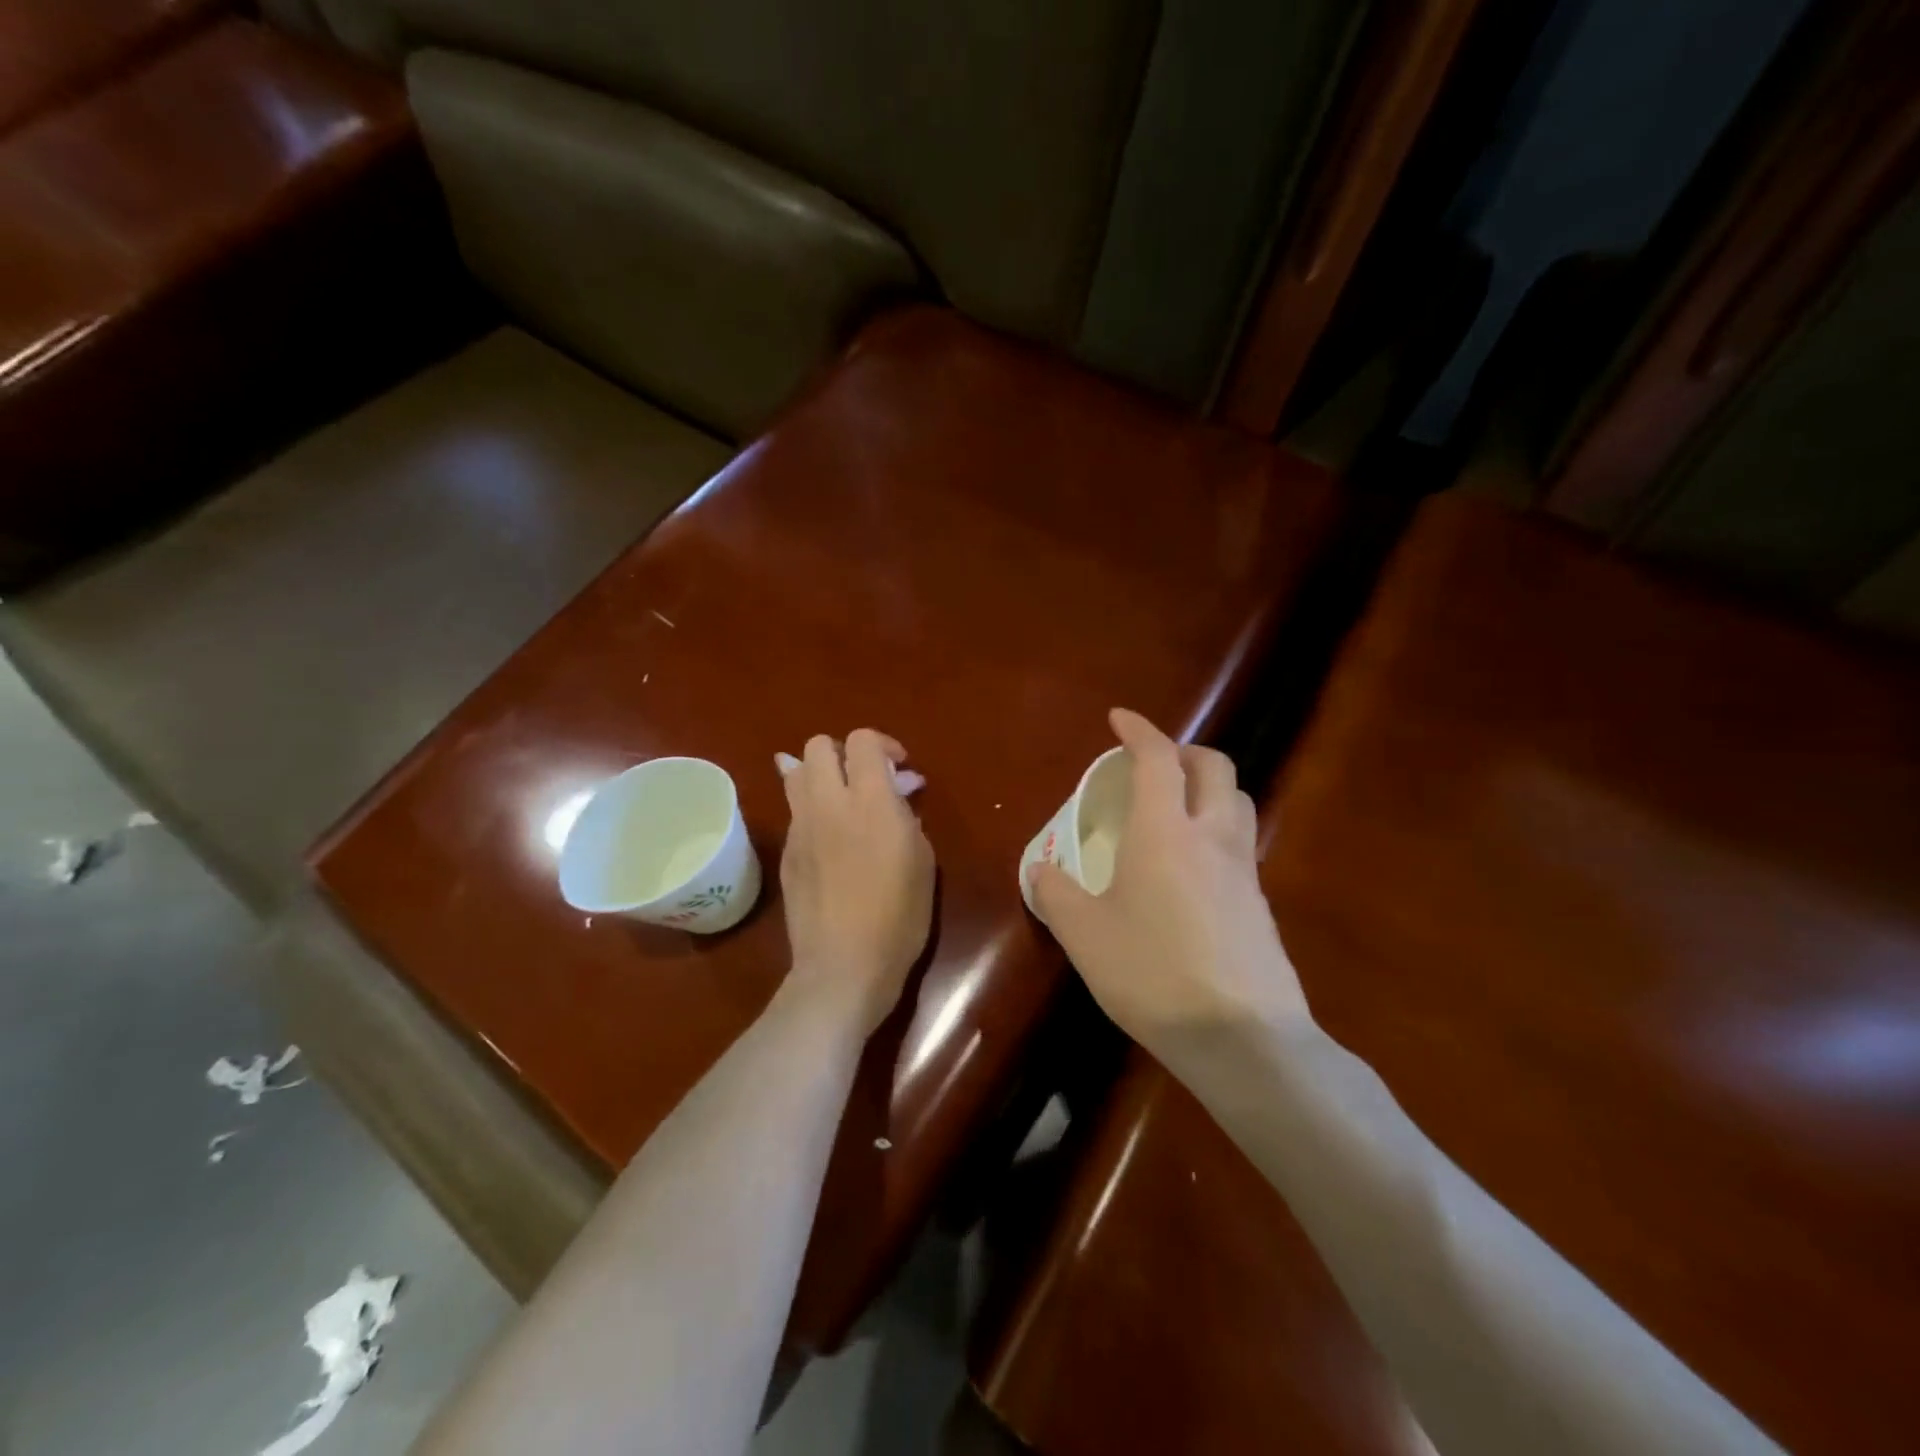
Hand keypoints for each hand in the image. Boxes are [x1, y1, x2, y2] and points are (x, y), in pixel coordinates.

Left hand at [780, 729, 935, 1035]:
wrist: (845, 965)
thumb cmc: (899, 916)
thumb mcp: (922, 860)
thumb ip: (907, 816)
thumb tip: (898, 792)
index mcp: (870, 801)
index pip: (862, 741)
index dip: (883, 745)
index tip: (900, 769)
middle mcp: (828, 803)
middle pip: (818, 745)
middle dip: (843, 752)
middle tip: (866, 779)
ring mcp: (800, 827)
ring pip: (795, 772)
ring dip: (820, 775)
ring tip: (842, 800)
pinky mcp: (786, 852)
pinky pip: (795, 812)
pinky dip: (813, 810)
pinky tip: (830, 837)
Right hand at [1030, 709, 1309, 1067]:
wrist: (1243, 1038)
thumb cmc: (1152, 974)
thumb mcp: (1084, 935)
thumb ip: (1056, 894)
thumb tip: (1042, 870)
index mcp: (1165, 831)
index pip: (1158, 759)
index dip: (1139, 730)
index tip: (1119, 719)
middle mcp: (1212, 837)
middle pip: (1215, 767)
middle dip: (1185, 752)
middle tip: (1155, 764)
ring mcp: (1244, 872)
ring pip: (1237, 803)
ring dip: (1209, 788)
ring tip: (1177, 810)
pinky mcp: (1261, 906)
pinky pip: (1240, 847)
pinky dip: (1217, 833)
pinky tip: (1192, 871)